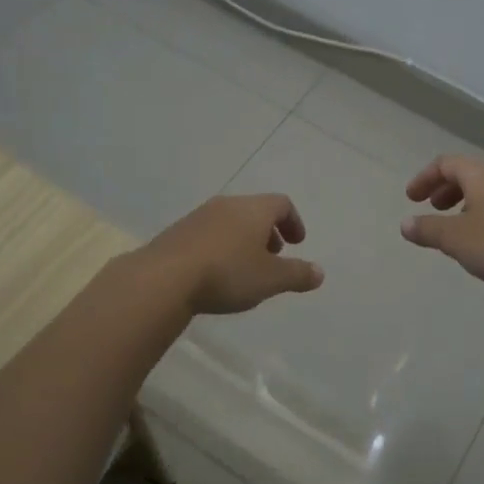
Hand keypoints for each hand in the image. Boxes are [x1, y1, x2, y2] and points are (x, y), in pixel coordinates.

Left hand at [142, 193, 325, 314]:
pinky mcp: (177, 233)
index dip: (293, 222)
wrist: (163, 278)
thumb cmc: (227, 273)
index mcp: (254, 209)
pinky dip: (221, 246)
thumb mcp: (271, 279)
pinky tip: (216, 272)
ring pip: (230, 221)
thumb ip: (298, 274)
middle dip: (268, 231)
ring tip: (245, 267)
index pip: (282, 204)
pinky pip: (209, 233)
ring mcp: (199, 216)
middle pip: (255, 210)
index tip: (296, 243)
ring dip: (244, 239)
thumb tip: (320, 272)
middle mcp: (227, 205)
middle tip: (273, 255)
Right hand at [401, 155, 483, 296]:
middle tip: (432, 208)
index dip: (424, 178)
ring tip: (456, 226)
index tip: (411, 199)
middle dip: (445, 189)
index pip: (446, 163)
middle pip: (468, 173)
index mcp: (481, 174)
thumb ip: (428, 229)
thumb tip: (405, 223)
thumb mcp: (455, 239)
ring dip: (465, 202)